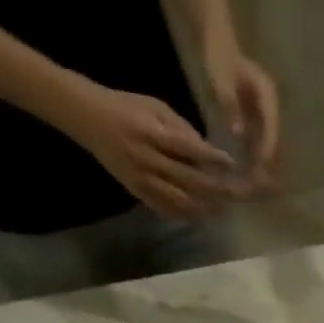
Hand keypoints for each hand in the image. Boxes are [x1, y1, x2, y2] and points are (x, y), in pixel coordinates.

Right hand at [60, 81, 234, 220]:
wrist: (88, 119)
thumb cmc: (126, 107)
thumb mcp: (154, 106)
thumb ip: (182, 128)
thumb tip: (208, 151)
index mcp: (151, 132)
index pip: (187, 147)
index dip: (210, 157)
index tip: (230, 164)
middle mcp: (147, 158)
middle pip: (187, 179)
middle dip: (214, 189)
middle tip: (235, 195)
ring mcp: (141, 179)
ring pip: (178, 199)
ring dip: (203, 207)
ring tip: (222, 210)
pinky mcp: (136, 192)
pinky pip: (164, 208)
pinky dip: (184, 214)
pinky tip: (199, 216)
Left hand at [203, 40, 280, 192]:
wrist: (218, 44)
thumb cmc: (219, 58)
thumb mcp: (222, 79)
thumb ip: (230, 105)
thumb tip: (239, 133)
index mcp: (267, 95)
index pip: (272, 125)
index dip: (269, 146)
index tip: (264, 164)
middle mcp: (270, 108)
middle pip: (274, 139)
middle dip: (269, 162)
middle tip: (263, 184)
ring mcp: (263, 115)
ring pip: (268, 145)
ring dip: (263, 165)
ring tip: (257, 185)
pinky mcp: (255, 121)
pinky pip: (257, 144)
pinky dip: (254, 159)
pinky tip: (248, 175)